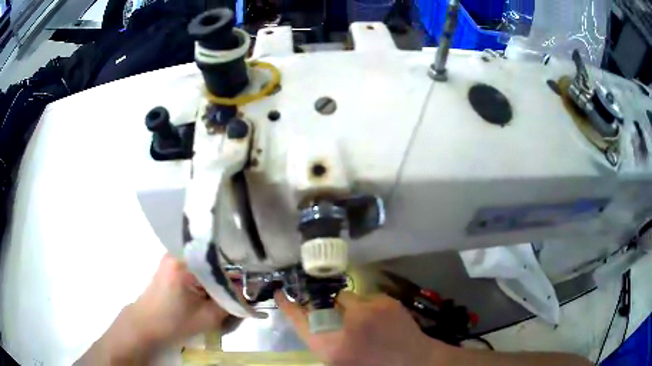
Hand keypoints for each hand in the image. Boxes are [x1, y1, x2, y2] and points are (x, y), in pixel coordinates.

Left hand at [77, 254, 230, 363]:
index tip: (245, 294)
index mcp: (185, 262)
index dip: (236, 281)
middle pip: (211, 264)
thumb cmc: (173, 322)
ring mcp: (171, 257)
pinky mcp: (168, 265)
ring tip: (216, 300)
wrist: (144, 325)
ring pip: (203, 267)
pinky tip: (203, 296)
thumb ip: (231, 303)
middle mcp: (177, 252)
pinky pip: (193, 268)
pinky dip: (202, 281)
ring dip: (213, 282)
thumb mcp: (208, 317)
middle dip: (224, 282)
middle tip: (231, 300)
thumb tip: (246, 293)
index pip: (221, 266)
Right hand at [275, 291, 447, 365]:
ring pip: (345, 296)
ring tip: (366, 321)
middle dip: (327, 308)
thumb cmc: (371, 365)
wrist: (414, 362)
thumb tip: (316, 319)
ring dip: (350, 306)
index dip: (289, 306)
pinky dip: (369, 306)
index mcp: (331, 347)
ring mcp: (368, 310)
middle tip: (342, 318)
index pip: (300, 321)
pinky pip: (367, 297)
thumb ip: (325, 341)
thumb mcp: (340, 359)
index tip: (281, 293)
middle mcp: (346, 325)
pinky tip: (381, 320)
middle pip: (323, 305)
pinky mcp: (386, 301)